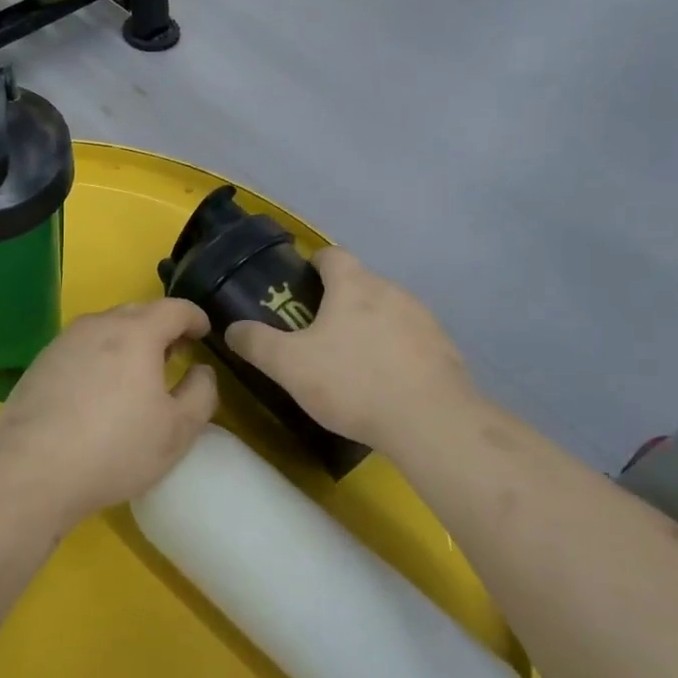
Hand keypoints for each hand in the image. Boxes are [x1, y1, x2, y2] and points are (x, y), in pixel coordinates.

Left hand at [0, 300, 219, 523]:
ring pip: (107, 328)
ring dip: (128, 341)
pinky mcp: (42, 361)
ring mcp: (65, 340)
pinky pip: (82, 347)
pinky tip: (99, 390)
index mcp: (137, 332)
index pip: (175, 308)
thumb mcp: (177, 430)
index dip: (195, 317)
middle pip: (138, 312)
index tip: (204, 332)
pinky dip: (100, 356)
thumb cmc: (115, 447)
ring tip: (137, 373)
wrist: (32, 468)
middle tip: (175, 353)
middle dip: (161, 327)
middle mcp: (99, 325)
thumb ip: (201, 393)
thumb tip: (201, 370)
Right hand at [226, 247, 482, 454]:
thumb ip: (256, 343)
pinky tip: (387, 383)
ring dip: (370, 326)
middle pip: (361, 283)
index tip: (300, 286)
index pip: (332, 255)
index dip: (314, 265)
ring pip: (388, 311)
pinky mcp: (445, 349)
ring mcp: (424, 319)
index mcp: (354, 285)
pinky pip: (412, 340)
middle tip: (317, 333)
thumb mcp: (289, 366)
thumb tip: (232, 328)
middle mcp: (392, 291)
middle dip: (340, 301)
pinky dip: (396, 352)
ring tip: (353, 361)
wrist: (431, 422)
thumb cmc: (353, 382)